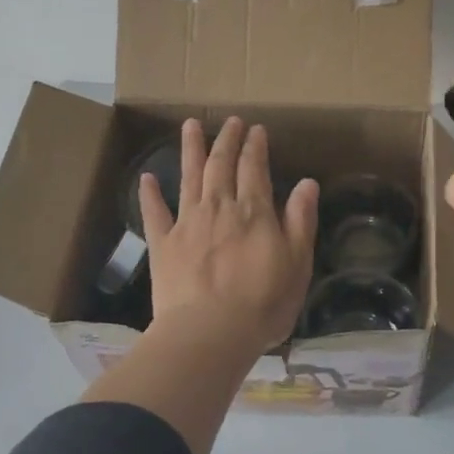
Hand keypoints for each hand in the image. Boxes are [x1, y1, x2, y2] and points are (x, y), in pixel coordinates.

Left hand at [140, 117, 318, 357]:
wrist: (209, 333)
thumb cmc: (263, 302)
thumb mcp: (298, 262)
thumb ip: (301, 219)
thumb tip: (307, 182)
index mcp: (254, 211)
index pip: (254, 168)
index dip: (255, 146)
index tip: (256, 129)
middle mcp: (219, 207)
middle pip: (222, 165)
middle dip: (227, 140)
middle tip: (230, 121)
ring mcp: (187, 223)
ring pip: (189, 177)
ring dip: (190, 150)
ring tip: (190, 126)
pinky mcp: (163, 244)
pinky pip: (154, 213)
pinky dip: (150, 194)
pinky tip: (146, 178)